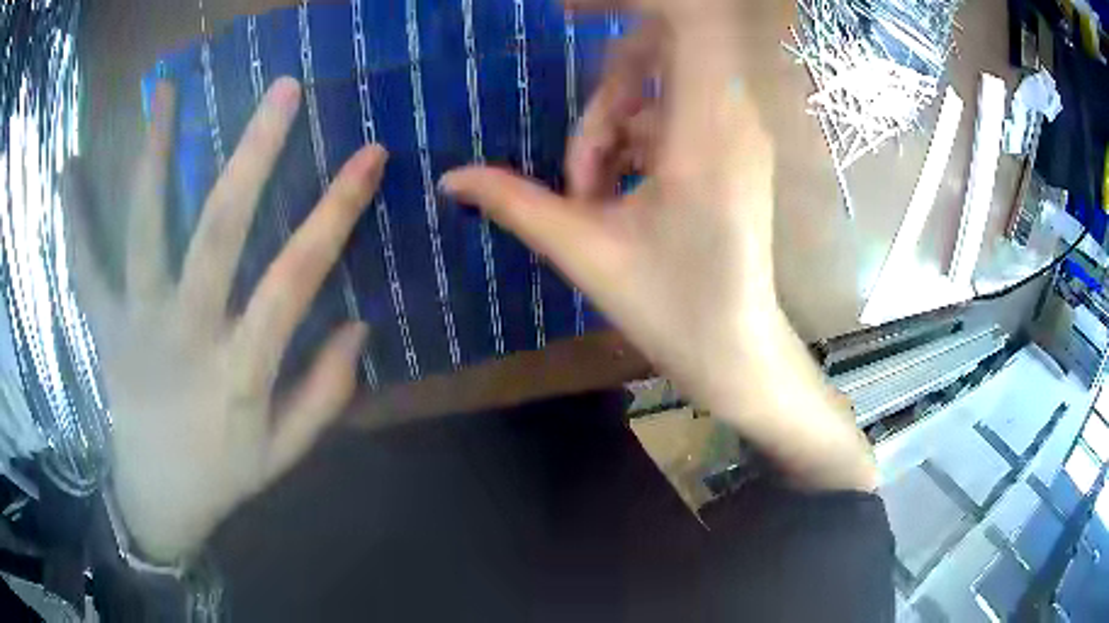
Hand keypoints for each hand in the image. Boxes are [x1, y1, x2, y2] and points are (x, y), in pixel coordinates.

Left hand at [64, 78, 385, 562]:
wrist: (155, 500)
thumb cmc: (222, 475)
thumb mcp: (284, 453)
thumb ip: (325, 393)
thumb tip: (360, 324)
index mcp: (239, 370)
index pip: (296, 278)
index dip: (336, 211)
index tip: (370, 154)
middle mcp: (186, 333)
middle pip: (218, 231)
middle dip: (253, 154)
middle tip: (283, 90)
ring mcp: (136, 324)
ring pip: (143, 229)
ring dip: (154, 155)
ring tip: (165, 91)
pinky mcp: (104, 326)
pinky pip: (84, 266)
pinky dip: (74, 217)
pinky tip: (69, 168)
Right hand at [442, 1, 774, 413]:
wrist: (737, 352)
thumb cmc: (674, 310)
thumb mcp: (585, 251)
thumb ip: (514, 201)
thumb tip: (450, 177)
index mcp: (708, 127)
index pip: (690, 15)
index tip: (568, 7)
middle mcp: (732, 114)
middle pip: (661, 46)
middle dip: (603, 91)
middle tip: (577, 163)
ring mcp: (736, 130)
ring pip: (660, 83)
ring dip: (610, 127)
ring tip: (593, 197)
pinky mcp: (731, 146)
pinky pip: (671, 112)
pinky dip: (632, 139)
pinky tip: (615, 193)